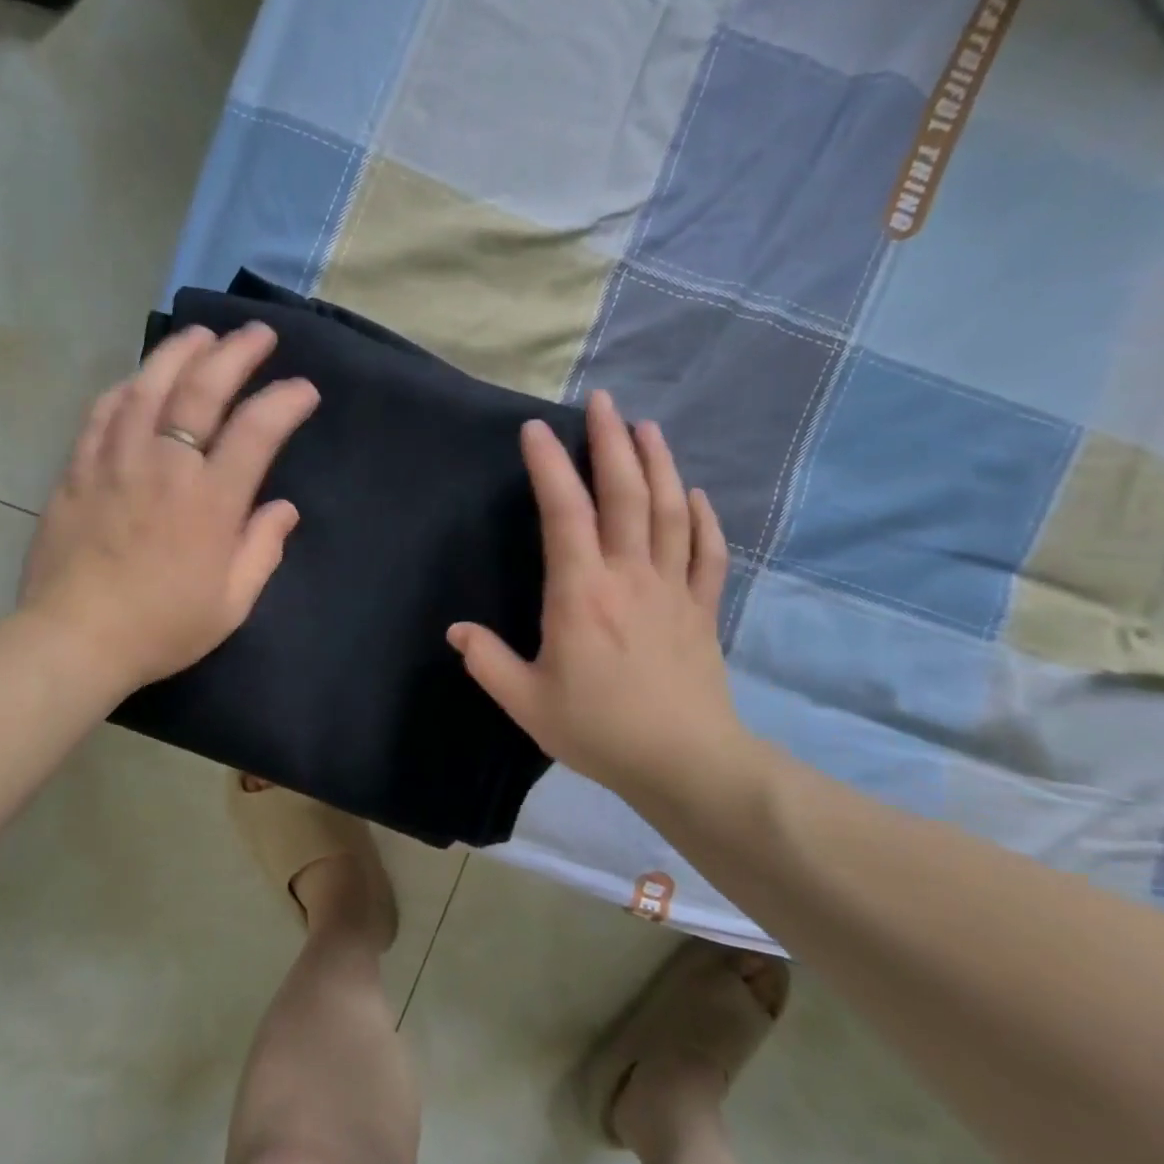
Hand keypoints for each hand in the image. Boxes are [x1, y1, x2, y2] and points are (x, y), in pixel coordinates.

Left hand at [16, 323, 318, 692]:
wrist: (75, 639)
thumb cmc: (163, 627)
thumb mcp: (232, 603)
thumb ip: (262, 549)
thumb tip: (283, 508)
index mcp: (211, 501)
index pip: (257, 430)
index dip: (285, 401)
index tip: (303, 390)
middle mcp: (166, 466)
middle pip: (202, 390)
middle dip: (236, 353)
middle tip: (258, 334)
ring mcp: (116, 461)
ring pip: (148, 386)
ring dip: (180, 352)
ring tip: (202, 334)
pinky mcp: (79, 469)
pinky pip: (103, 412)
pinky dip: (127, 386)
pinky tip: (140, 378)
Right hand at [448, 391, 763, 817]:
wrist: (685, 762)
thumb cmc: (598, 729)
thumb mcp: (526, 701)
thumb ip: (487, 661)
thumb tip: (457, 631)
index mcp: (581, 593)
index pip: (565, 513)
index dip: (550, 466)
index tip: (537, 430)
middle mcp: (629, 576)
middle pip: (625, 495)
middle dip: (613, 442)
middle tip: (604, 401)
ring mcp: (672, 589)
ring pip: (670, 512)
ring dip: (659, 464)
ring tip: (648, 428)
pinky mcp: (702, 609)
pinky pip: (707, 553)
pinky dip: (702, 518)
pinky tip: (693, 495)